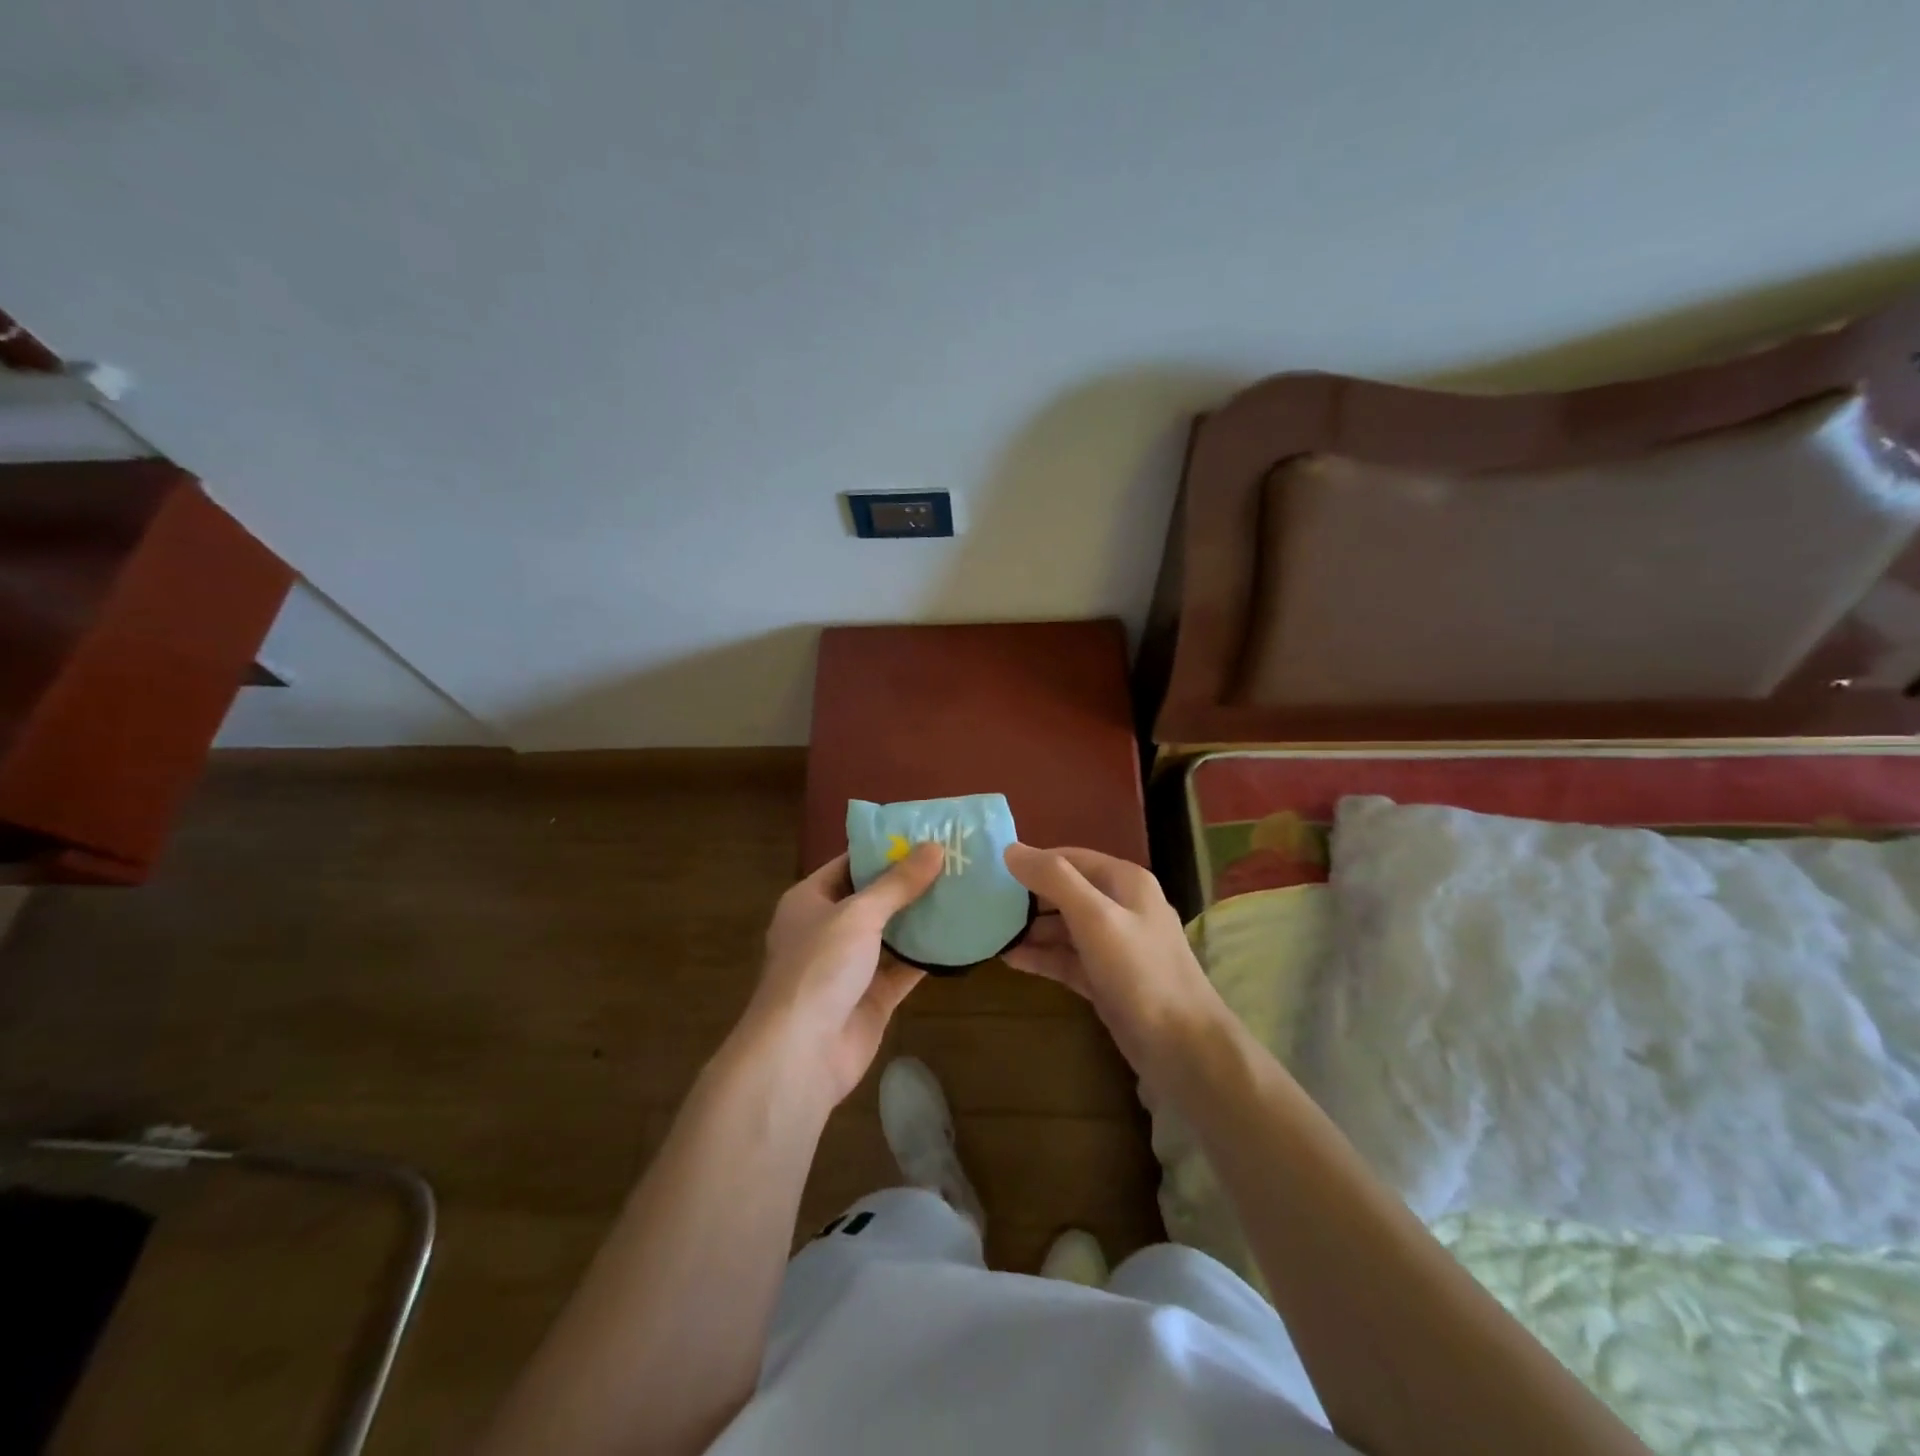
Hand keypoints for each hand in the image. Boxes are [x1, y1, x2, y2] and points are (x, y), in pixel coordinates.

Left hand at [736, 843, 943, 1109]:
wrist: (801, 1054)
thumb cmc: (819, 968)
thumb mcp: (858, 914)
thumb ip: (897, 884)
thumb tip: (934, 847)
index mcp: (810, 900)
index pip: (850, 863)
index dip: (885, 849)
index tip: (926, 834)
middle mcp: (828, 929)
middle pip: (873, 898)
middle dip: (910, 882)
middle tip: (955, 860)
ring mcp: (850, 966)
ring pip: (892, 933)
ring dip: (922, 917)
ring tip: (964, 890)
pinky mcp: (872, 997)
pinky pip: (904, 968)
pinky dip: (928, 955)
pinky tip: (961, 935)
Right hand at [1002, 843, 1227, 1081]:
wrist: (1182, 1047)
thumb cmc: (1139, 971)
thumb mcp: (1095, 917)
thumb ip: (1054, 880)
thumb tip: (1011, 849)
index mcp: (1124, 882)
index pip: (1069, 858)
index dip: (1032, 862)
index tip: (991, 871)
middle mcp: (1120, 906)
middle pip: (1065, 892)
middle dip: (1027, 898)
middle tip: (982, 904)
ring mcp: (1114, 945)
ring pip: (1064, 928)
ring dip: (1030, 930)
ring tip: (988, 933)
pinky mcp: (1106, 979)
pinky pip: (1067, 959)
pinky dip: (1041, 957)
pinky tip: (1009, 959)